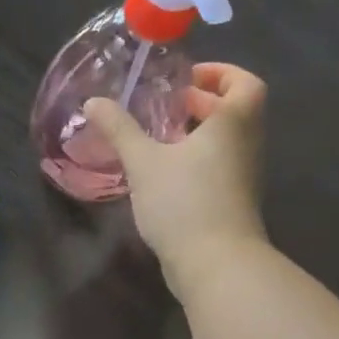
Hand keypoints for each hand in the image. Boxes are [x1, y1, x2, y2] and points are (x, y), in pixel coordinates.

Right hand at [84, 62, 269, 299]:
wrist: (215, 264)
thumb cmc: (184, 202)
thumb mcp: (144, 162)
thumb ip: (119, 130)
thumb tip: (93, 102)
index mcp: (234, 123)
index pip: (244, 83)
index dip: (220, 74)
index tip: (188, 79)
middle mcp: (246, 145)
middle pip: (234, 113)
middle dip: (203, 104)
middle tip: (168, 107)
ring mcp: (243, 178)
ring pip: (226, 143)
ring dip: (198, 135)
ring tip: (160, 140)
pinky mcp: (233, 204)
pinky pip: (219, 169)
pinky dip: (198, 162)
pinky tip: (165, 176)